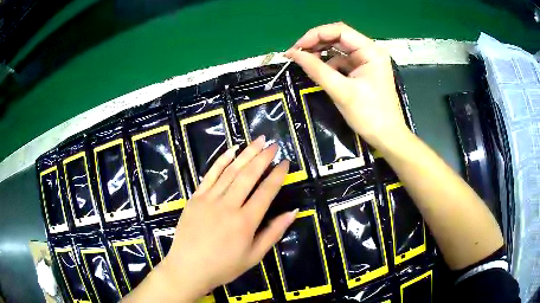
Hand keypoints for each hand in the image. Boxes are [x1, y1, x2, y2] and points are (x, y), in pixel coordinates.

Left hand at [138, 136, 296, 301]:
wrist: (188, 268)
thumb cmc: (224, 266)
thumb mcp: (254, 256)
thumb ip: (273, 232)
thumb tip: (293, 212)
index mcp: (245, 222)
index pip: (266, 191)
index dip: (278, 175)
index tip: (285, 162)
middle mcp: (228, 206)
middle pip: (248, 175)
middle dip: (263, 157)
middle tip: (273, 144)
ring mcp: (209, 199)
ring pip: (231, 171)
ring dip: (246, 153)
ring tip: (258, 141)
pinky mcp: (196, 198)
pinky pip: (210, 174)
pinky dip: (222, 160)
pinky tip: (232, 150)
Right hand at [286, 22, 409, 148]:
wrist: (387, 137)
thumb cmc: (369, 115)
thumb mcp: (341, 91)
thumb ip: (317, 70)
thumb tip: (294, 54)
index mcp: (370, 51)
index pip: (339, 31)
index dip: (315, 35)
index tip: (296, 48)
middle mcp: (369, 51)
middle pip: (338, 38)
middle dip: (316, 44)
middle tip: (296, 55)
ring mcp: (366, 61)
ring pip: (338, 49)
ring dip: (321, 54)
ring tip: (304, 62)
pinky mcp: (362, 72)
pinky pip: (341, 62)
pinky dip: (328, 65)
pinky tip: (319, 72)